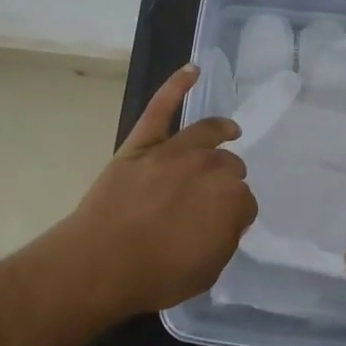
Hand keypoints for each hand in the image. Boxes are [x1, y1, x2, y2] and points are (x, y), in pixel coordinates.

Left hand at [57, 64, 256, 322]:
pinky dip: (176, 85)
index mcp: (231, 200)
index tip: (223, 225)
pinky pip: (161, 107)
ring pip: (207, 134)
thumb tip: (225, 219)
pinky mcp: (143, 143)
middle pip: (229, 166)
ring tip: (230, 130)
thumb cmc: (156, 275)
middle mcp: (209, 167)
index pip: (245, 202)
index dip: (235, 214)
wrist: (100, 263)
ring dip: (222, 131)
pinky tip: (191, 70)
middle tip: (212, 197)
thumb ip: (224, 238)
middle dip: (226, 179)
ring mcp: (174, 150)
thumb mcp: (207, 270)